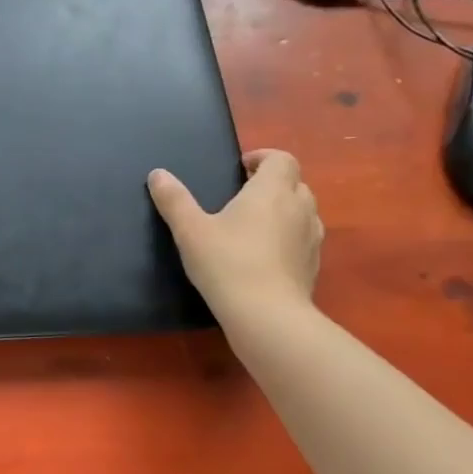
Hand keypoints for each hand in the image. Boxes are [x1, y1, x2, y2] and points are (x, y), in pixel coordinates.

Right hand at [148, 150, 321, 322]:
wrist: (267, 315)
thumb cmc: (227, 262)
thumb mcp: (189, 229)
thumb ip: (174, 199)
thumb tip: (158, 174)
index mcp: (271, 191)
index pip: (281, 159)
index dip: (263, 157)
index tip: (240, 168)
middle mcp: (299, 208)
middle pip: (295, 182)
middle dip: (272, 183)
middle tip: (242, 195)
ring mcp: (312, 238)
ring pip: (304, 210)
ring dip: (284, 209)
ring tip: (254, 224)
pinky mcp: (314, 265)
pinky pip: (304, 238)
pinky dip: (289, 237)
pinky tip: (265, 255)